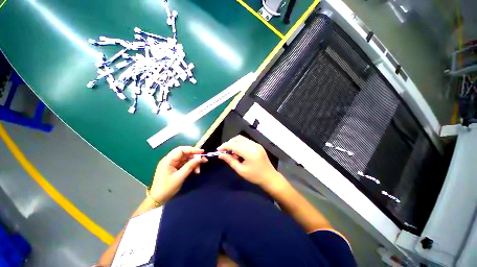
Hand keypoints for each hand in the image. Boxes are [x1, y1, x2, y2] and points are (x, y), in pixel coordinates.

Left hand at [150, 146, 206, 202]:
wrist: (157, 199)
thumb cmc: (167, 188)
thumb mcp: (179, 177)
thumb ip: (190, 166)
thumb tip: (199, 158)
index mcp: (168, 160)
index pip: (181, 150)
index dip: (192, 149)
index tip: (202, 152)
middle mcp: (170, 160)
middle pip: (184, 153)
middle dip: (194, 156)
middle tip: (204, 160)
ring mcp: (172, 164)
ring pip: (186, 159)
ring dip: (193, 162)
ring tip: (199, 170)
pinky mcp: (174, 168)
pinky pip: (185, 164)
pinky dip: (191, 166)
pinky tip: (195, 171)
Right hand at [217, 135, 281, 186]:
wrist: (269, 177)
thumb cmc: (254, 176)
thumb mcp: (241, 170)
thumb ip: (230, 161)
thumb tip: (220, 155)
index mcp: (249, 152)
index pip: (234, 145)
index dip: (225, 146)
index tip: (218, 150)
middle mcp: (253, 145)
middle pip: (237, 139)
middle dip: (229, 143)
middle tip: (224, 151)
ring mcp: (256, 144)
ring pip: (241, 138)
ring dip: (234, 143)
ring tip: (231, 152)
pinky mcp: (258, 145)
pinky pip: (246, 141)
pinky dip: (240, 144)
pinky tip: (238, 151)